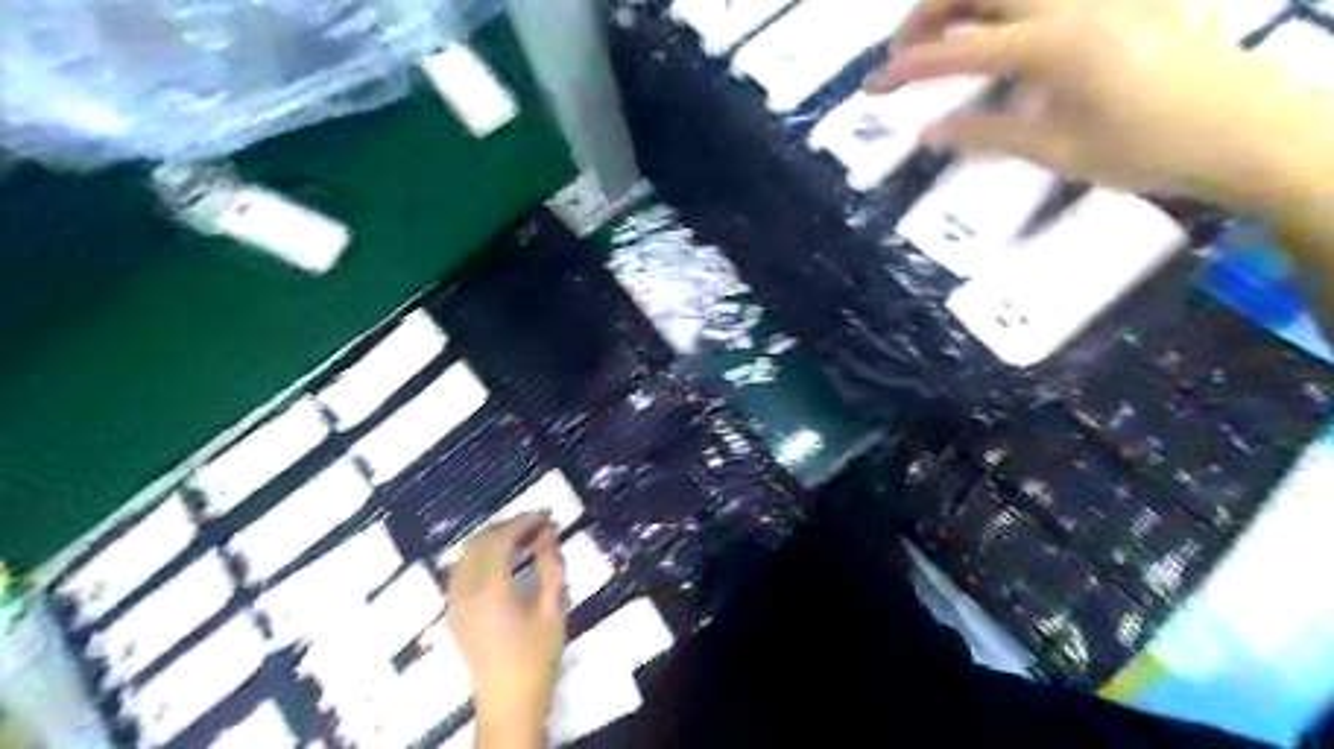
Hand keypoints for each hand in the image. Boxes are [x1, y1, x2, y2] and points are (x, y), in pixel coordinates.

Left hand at [447, 514, 567, 747]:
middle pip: (481, 540)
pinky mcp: (454, 611)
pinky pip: (462, 569)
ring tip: (525, 539)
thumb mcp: (553, 607)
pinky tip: (504, 560)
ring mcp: (455, 600)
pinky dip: (482, 555)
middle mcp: (465, 588)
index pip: (502, 537)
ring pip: (468, 553)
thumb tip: (549, 531)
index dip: (525, 520)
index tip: (548, 515)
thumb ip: (550, 564)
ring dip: (494, 539)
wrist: (509, 701)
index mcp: (490, 586)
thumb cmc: (537, 655)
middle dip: (509, 526)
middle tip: (539, 524)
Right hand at [866, 0, 1310, 204]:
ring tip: (945, 37)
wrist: (1247, 129)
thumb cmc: (1148, 151)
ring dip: (967, 3)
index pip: (962, 49)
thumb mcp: (1059, 151)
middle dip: (929, 14)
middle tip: (903, 53)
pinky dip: (1009, 8)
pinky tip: (1003, 32)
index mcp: (1057, 46)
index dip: (911, 66)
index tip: (874, 84)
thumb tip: (927, 133)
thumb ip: (989, 134)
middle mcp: (1076, 1)